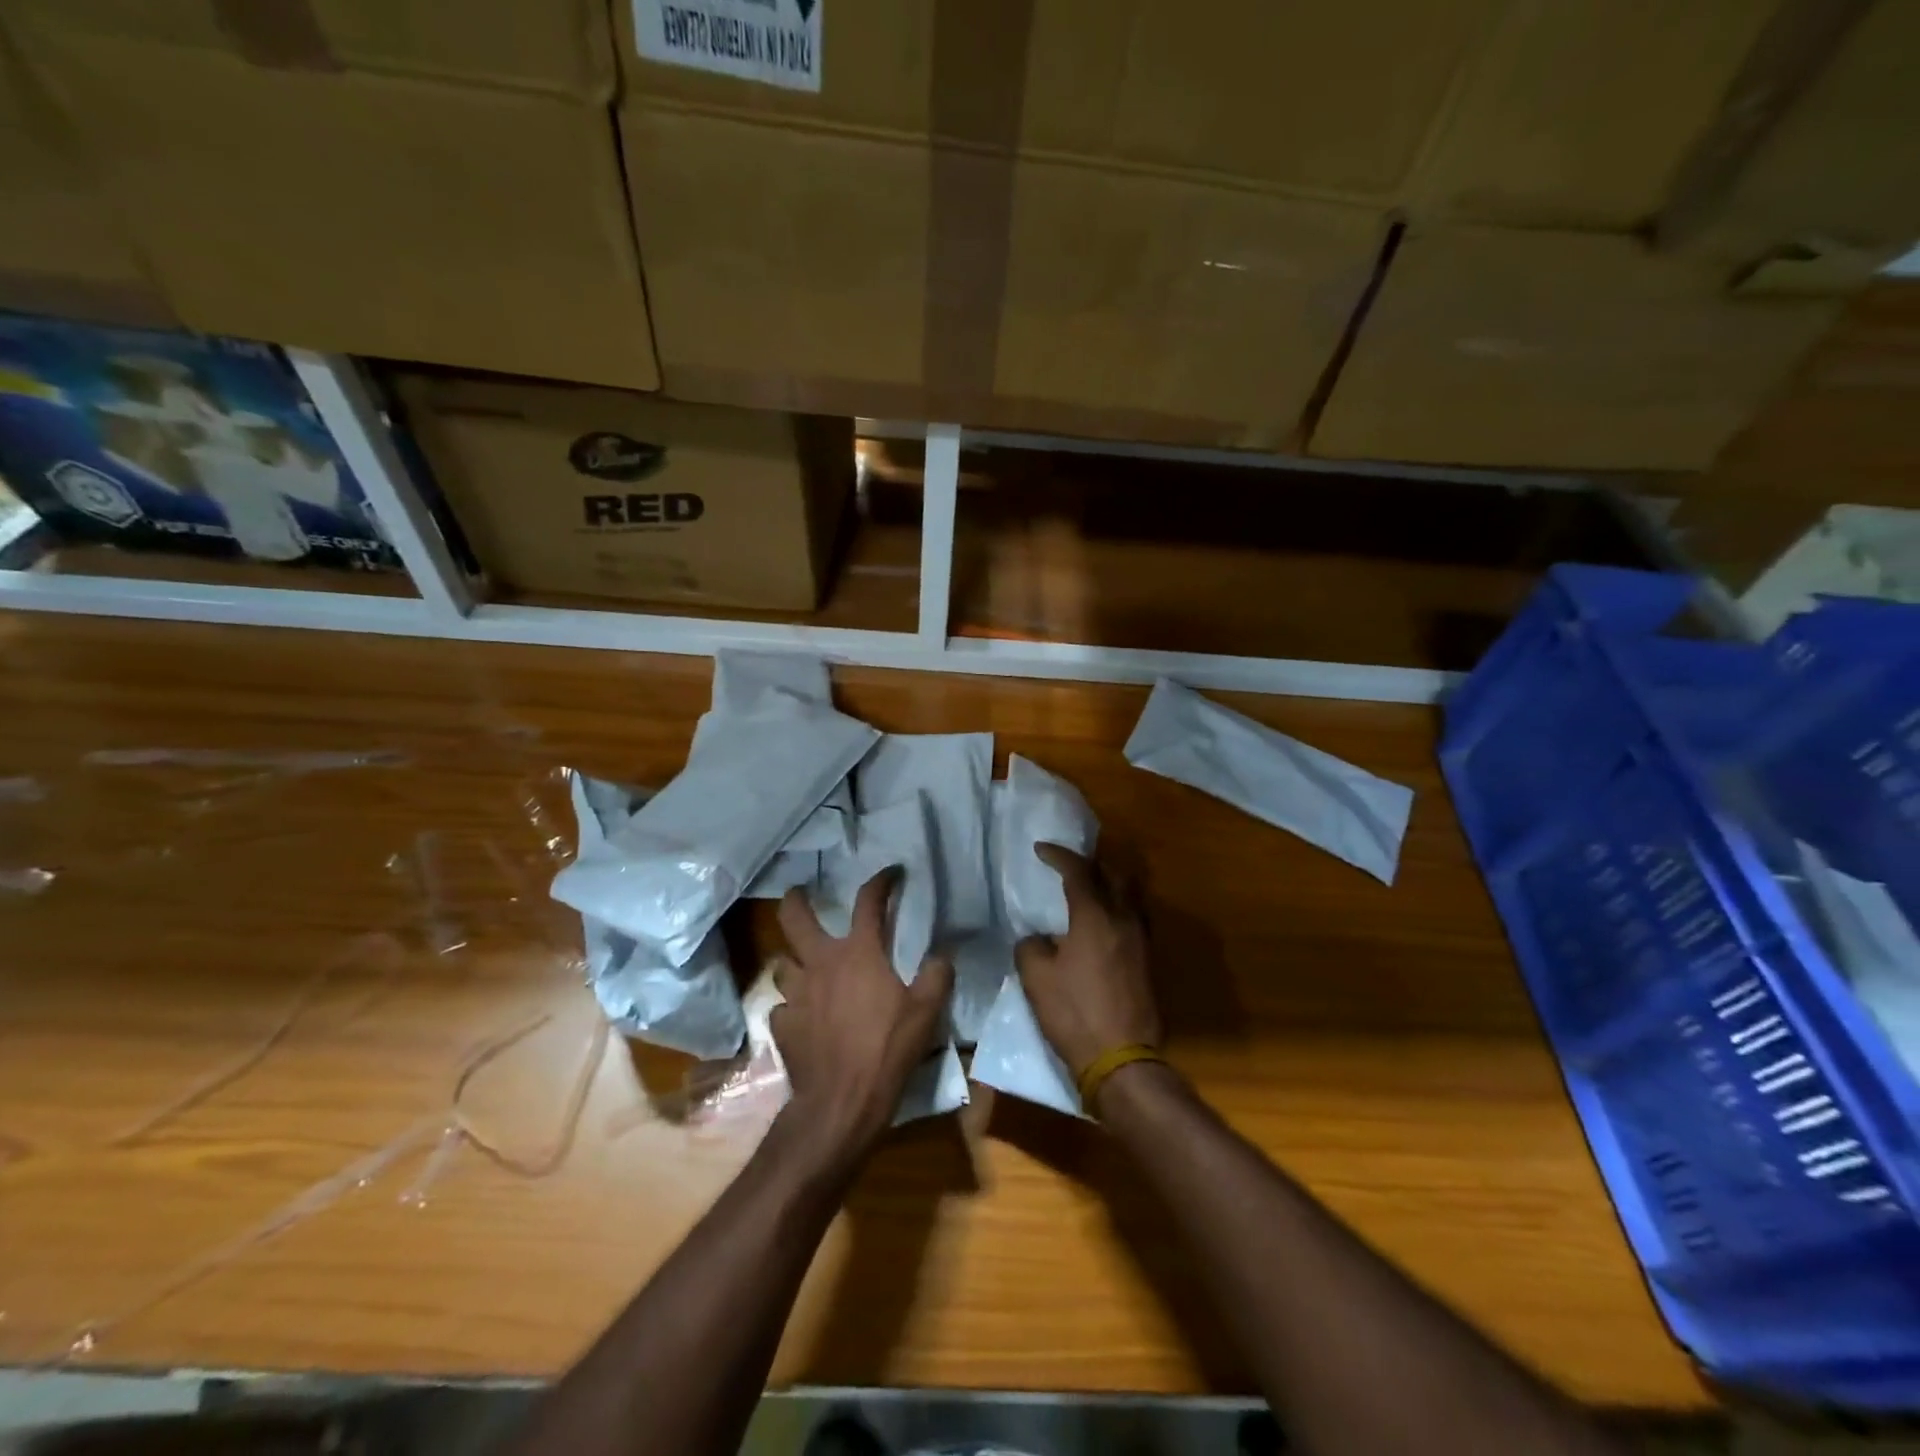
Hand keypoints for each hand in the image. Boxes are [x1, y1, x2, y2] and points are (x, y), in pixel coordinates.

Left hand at [772, 868, 953, 1153]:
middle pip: (794, 918)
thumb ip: (937, 976)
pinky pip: (783, 1007)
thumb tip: (942, 954)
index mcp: (858, 953)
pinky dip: (792, 1007)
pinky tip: (803, 1017)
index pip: (868, 902)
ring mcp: (796, 994)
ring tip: (804, 966)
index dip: (880, 881)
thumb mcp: (926, 1011)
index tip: (891, 873)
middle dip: (795, 900)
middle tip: (799, 893)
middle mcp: (821, 963)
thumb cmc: (887, 1049)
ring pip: (783, 963)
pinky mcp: (781, 1025)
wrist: (841, 1101)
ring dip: (794, 960)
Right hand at [1013, 844, 1160, 1077]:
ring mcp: (1142, 940)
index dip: (1058, 855)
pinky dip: (1119, 908)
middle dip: (1091, 863)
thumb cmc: (1074, 1013)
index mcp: (1095, 916)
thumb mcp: (1036, 978)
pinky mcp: (1149, 961)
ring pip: (1130, 895)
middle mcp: (1124, 919)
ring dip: (1110, 883)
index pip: (1078, 871)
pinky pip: (1135, 917)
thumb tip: (1037, 938)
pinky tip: (1104, 923)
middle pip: (1114, 874)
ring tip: (1090, 889)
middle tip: (1069, 866)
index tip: (1040, 849)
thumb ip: (1031, 946)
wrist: (1122, 1059)